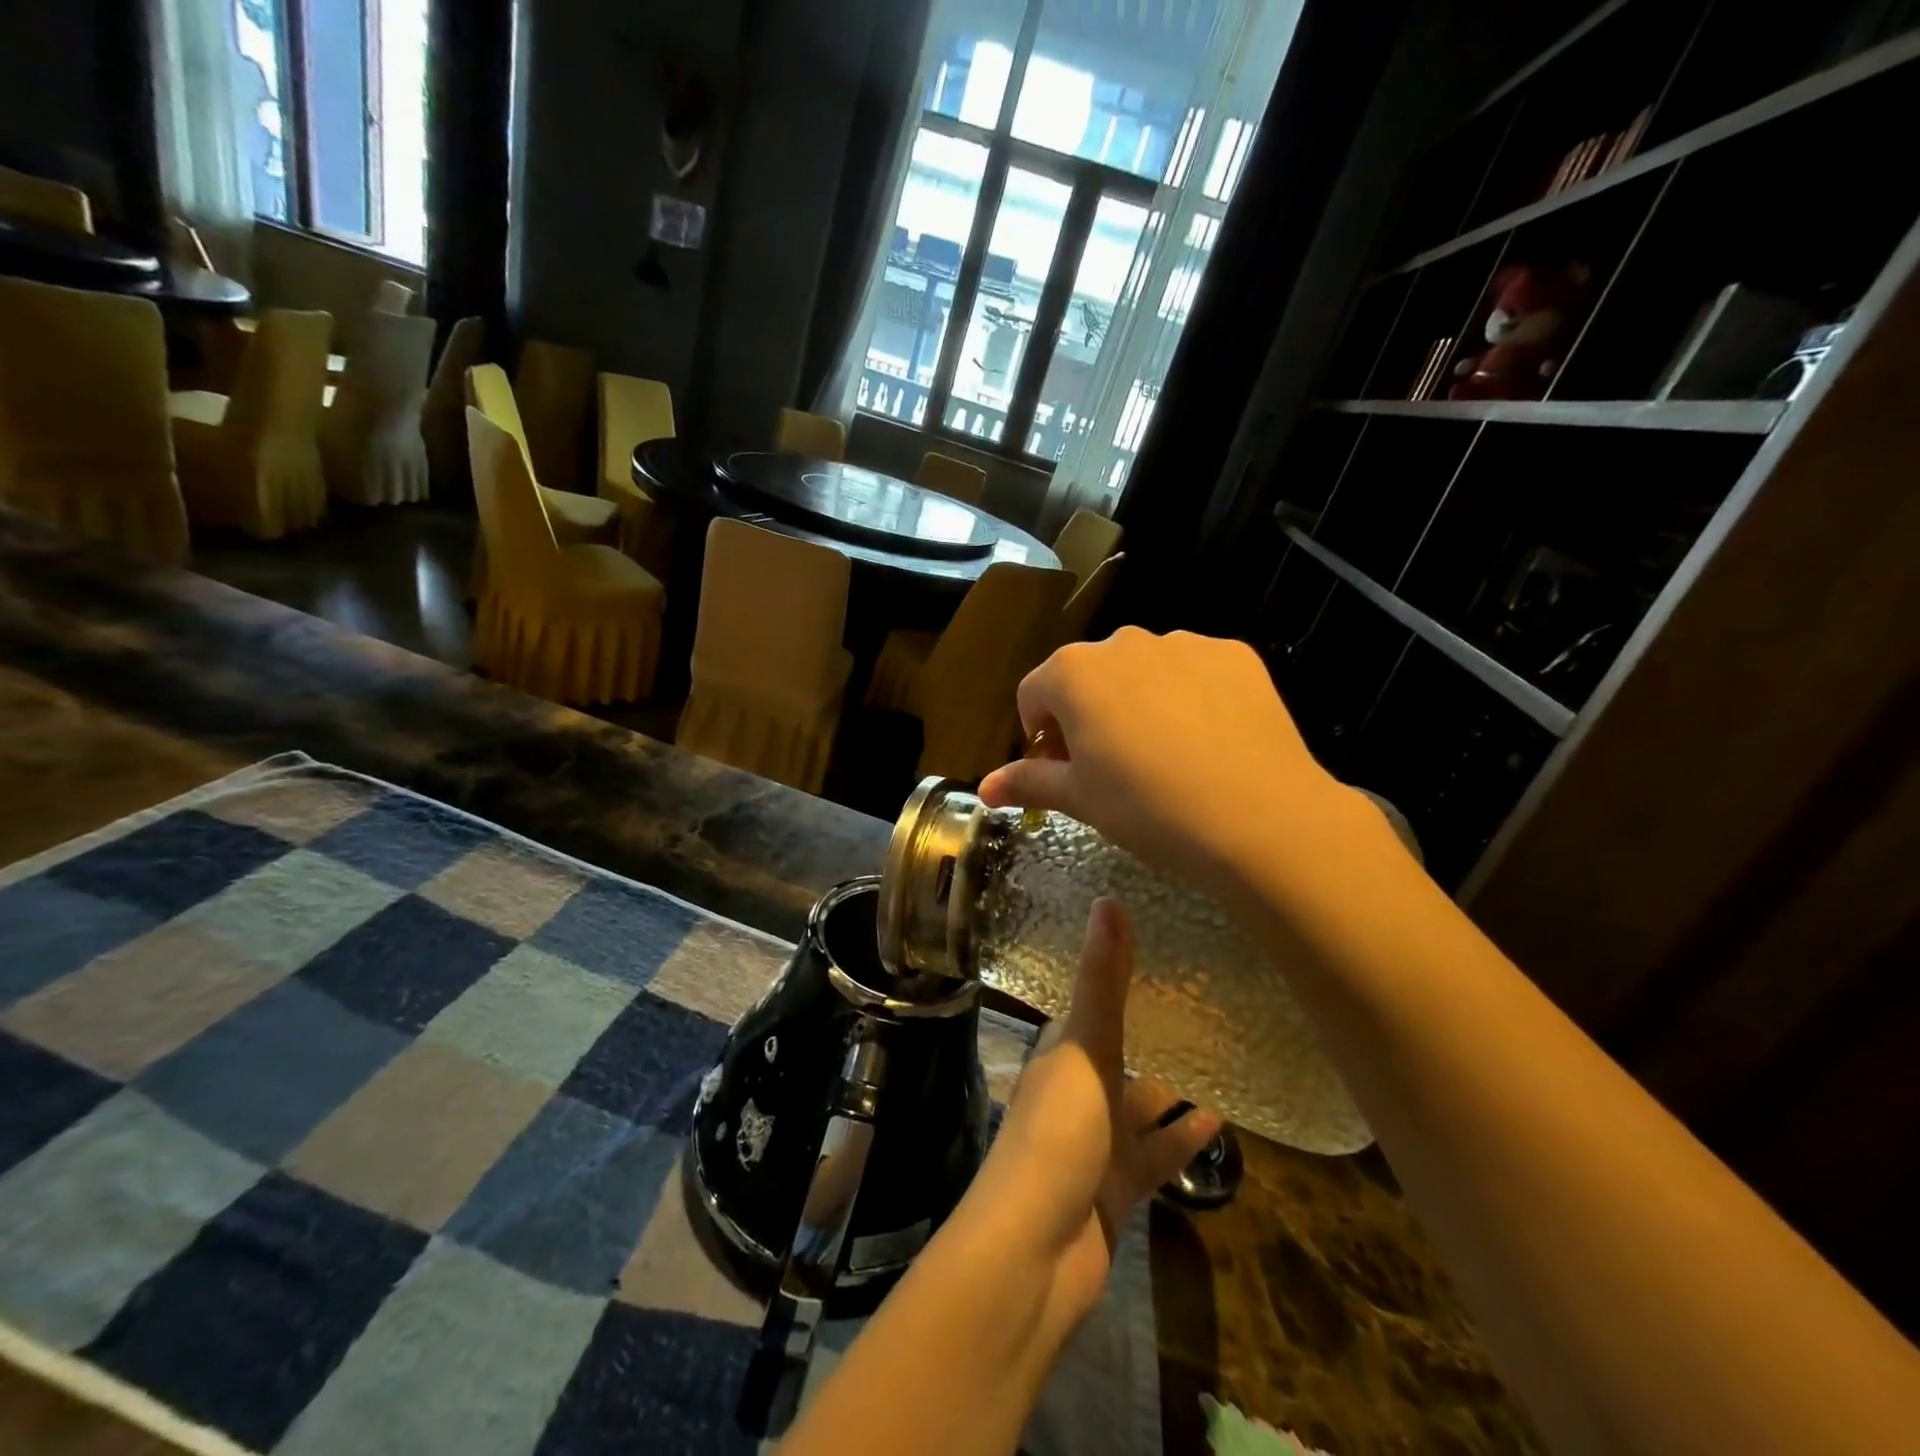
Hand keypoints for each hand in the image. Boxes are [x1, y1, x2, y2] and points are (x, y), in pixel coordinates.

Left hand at [969, 899, 1220, 1327]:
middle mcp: (1077, 1089)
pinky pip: (1157, 1155)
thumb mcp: (1085, 1048)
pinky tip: (1221, 1123)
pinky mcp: (1118, 1187)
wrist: (1034, 1254)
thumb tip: (1109, 899)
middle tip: (1206, 1003)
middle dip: (1152, 1032)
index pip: (1092, 1003)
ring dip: (1172, 1087)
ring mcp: (1097, 1141)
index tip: (1160, 949)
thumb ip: (1103, 981)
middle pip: (1119, 1052)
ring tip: (1223, 1058)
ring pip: (1141, 1104)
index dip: (1118, 977)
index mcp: (1062, 1052)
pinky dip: (1182, 1139)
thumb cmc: (1057, 1134)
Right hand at [979, 628, 1364, 903]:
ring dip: (1138, 702)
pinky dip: (1190, 697)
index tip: (1062, 770)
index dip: (1039, 735)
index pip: (1033, 694)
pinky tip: (1209, 742)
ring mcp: (1183, 643)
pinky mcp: (1233, 654)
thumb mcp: (1079, 799)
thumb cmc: (1147, 807)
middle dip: (1088, 715)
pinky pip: (1194, 672)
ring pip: (1143, 671)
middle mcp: (1123, 642)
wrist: (1258, 815)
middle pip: (1088, 677)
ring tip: (1166, 757)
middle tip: (1112, 768)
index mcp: (1073, 672)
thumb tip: (984, 787)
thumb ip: (1027, 782)